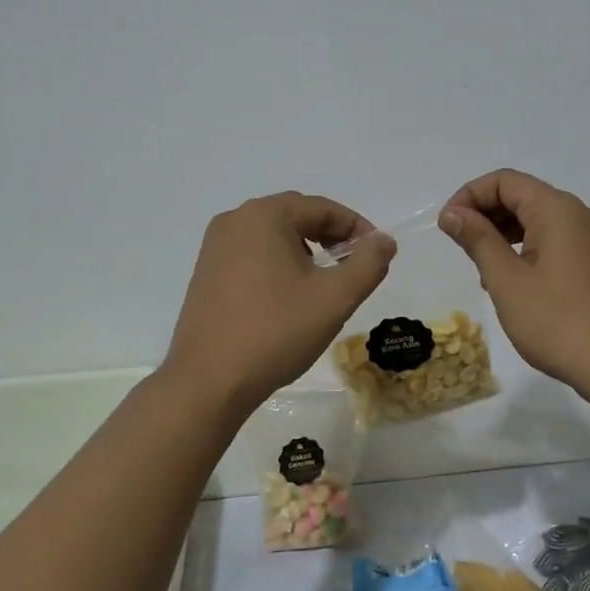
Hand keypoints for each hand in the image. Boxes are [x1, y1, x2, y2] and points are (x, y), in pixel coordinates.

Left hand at [164, 192, 395, 413]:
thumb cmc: (275, 332)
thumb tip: (384, 240)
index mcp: (263, 216)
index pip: (322, 208)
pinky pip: (252, 255)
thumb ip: (368, 263)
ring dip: (305, 250)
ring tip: (324, 283)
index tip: (378, 255)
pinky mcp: (206, 273)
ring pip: (273, 236)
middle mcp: (234, 221)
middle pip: (295, 216)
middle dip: (330, 236)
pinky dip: (278, 264)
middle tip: (354, 266)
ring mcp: (215, 247)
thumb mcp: (334, 298)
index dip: (356, 228)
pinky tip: (289, 297)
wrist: (208, 382)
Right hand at [439, 170, 589, 403]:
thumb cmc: (557, 321)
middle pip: (521, 195)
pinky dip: (525, 249)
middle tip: (460, 248)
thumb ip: (478, 240)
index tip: (447, 227)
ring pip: (536, 219)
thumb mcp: (507, 280)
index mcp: (555, 209)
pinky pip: (552, 240)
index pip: (503, 181)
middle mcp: (576, 214)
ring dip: (503, 233)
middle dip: (484, 214)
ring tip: (482, 269)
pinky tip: (512, 282)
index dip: (469, 196)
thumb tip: (453, 213)